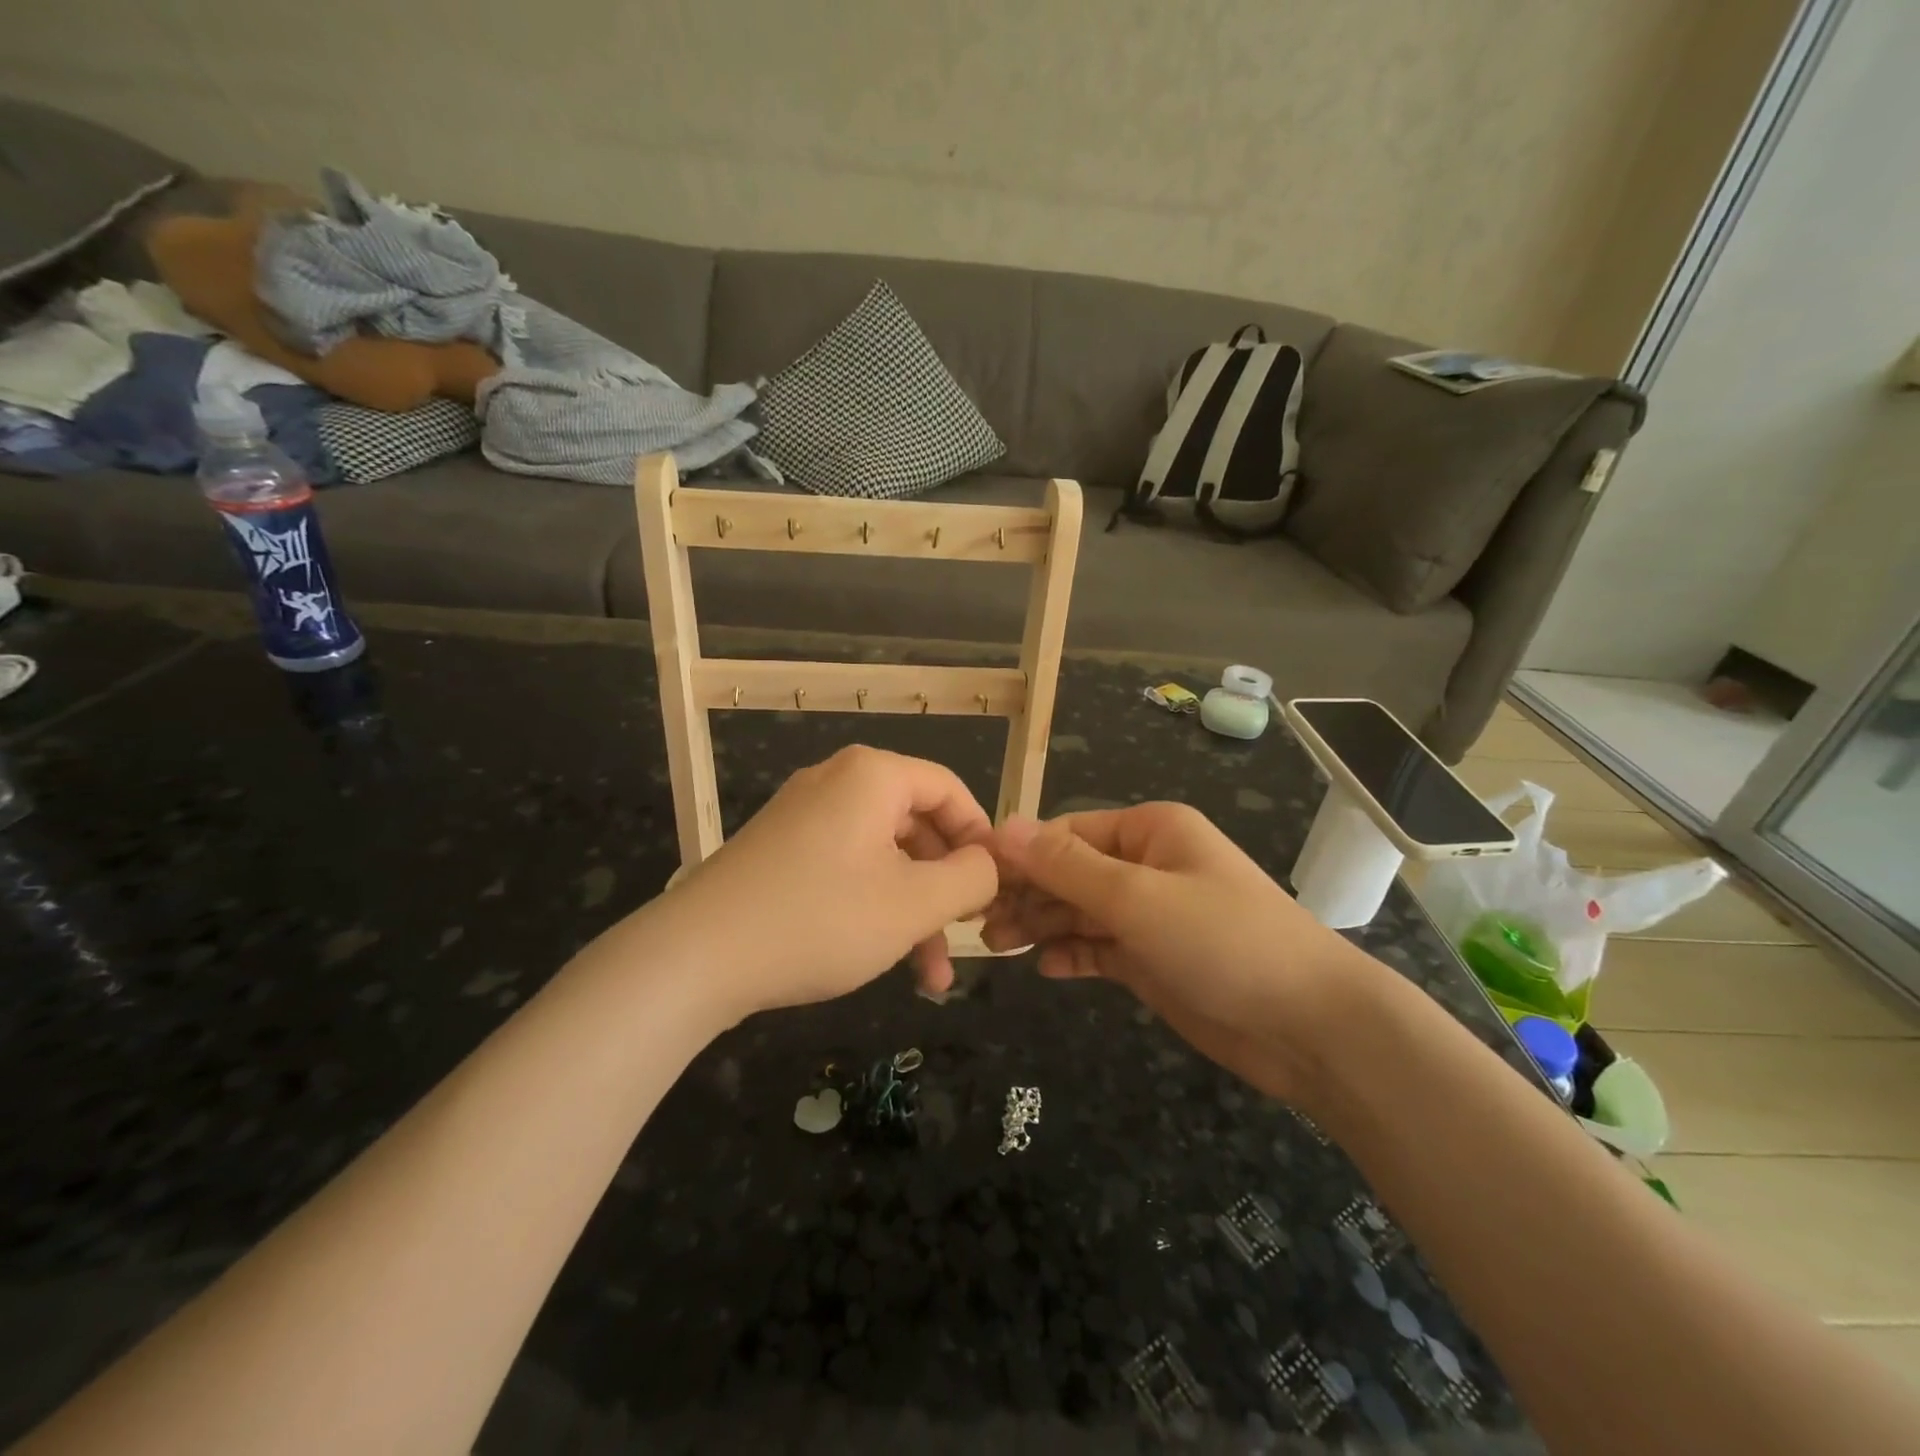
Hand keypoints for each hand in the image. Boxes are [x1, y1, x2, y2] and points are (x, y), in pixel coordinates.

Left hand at [668, 746, 998, 1016]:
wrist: (697, 957)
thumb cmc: (821, 919)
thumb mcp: (914, 904)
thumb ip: (971, 878)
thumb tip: (990, 864)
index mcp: (873, 776)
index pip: (950, 790)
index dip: (982, 838)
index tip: (998, 888)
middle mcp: (838, 782)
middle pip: (918, 825)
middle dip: (947, 887)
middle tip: (966, 934)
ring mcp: (805, 816)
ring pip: (884, 856)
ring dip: (914, 910)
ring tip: (931, 975)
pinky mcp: (782, 851)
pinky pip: (848, 868)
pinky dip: (875, 907)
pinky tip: (887, 960)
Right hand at [983, 804, 1369, 1101]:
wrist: (1310, 1027)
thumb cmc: (1223, 942)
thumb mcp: (1137, 897)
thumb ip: (1066, 866)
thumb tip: (1003, 826)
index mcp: (1149, 831)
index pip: (1066, 833)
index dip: (1020, 855)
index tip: (972, 881)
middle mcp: (1147, 865)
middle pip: (1069, 872)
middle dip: (1027, 894)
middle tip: (980, 925)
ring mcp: (1151, 915)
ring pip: (1079, 911)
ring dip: (1041, 925)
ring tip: (999, 947)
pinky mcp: (1153, 959)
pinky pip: (1098, 948)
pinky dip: (1072, 954)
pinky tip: (1046, 968)